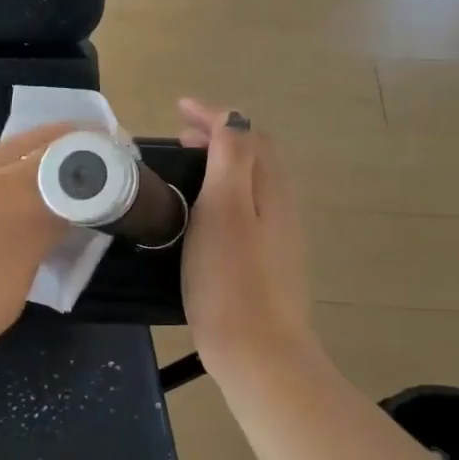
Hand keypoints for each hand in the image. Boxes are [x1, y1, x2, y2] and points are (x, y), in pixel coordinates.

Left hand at [0, 124, 73, 371]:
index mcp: (17, 204)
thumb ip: (34, 248)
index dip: (97, 161)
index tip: (114, 161)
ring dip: (25, 158)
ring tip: (40, 177)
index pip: (70, 166)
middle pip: (35, 143)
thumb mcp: (12, 291)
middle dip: (68, 143)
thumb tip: (43, 230)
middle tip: (90, 150)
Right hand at [177, 99, 319, 380]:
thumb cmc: (231, 278)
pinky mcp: (264, 260)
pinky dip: (222, 190)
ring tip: (186, 166)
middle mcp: (279, 205)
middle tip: (179, 136)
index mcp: (270, 188)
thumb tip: (233, 119)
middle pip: (254, 154)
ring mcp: (275, 235)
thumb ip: (231, 159)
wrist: (257, 351)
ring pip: (250, 181)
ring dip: (220, 162)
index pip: (246, 133)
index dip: (214, 115)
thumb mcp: (225, 209)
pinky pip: (246, 206)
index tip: (178, 108)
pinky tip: (199, 211)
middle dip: (219, 134)